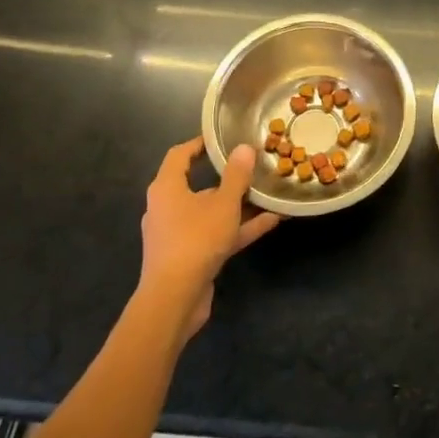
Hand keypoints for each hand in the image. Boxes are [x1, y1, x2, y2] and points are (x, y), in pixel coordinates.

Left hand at [139, 137, 279, 337]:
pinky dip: (239, 228)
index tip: (221, 137)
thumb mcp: (223, 204)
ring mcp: (178, 234)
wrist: (174, 299)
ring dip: (238, 205)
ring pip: (211, 212)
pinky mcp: (189, 256)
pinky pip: (216, 234)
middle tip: (252, 166)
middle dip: (227, 178)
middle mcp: (168, 208)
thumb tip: (244, 148)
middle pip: (198, 185)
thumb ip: (236, 176)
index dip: (199, 144)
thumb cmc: (195, 240)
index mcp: (167, 188)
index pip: (179, 156)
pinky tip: (271, 221)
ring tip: (268, 194)